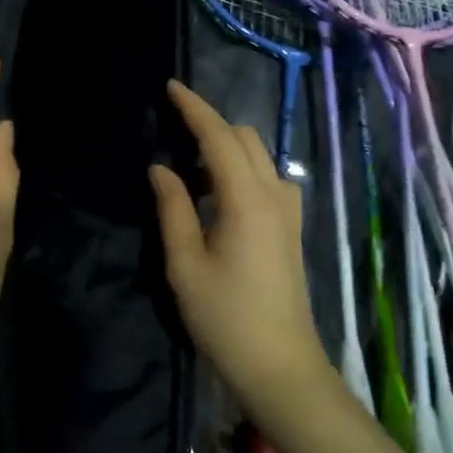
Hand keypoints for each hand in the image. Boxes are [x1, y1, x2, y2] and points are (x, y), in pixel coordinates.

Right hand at [149, 81, 331, 422]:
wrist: (281, 365)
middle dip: (210, 124)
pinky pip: (268, 178)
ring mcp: (288, 211)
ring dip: (227, 148)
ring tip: (191, 168)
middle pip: (245, 138)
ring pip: (260, 156)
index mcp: (246, 199)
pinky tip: (220, 195)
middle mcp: (274, 195)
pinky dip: (242, 168)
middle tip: (173, 131)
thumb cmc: (225, 318)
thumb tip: (161, 168)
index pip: (218, 137)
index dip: (194, 108)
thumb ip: (172, 208)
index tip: (171, 87)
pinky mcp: (291, 228)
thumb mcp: (185, 264)